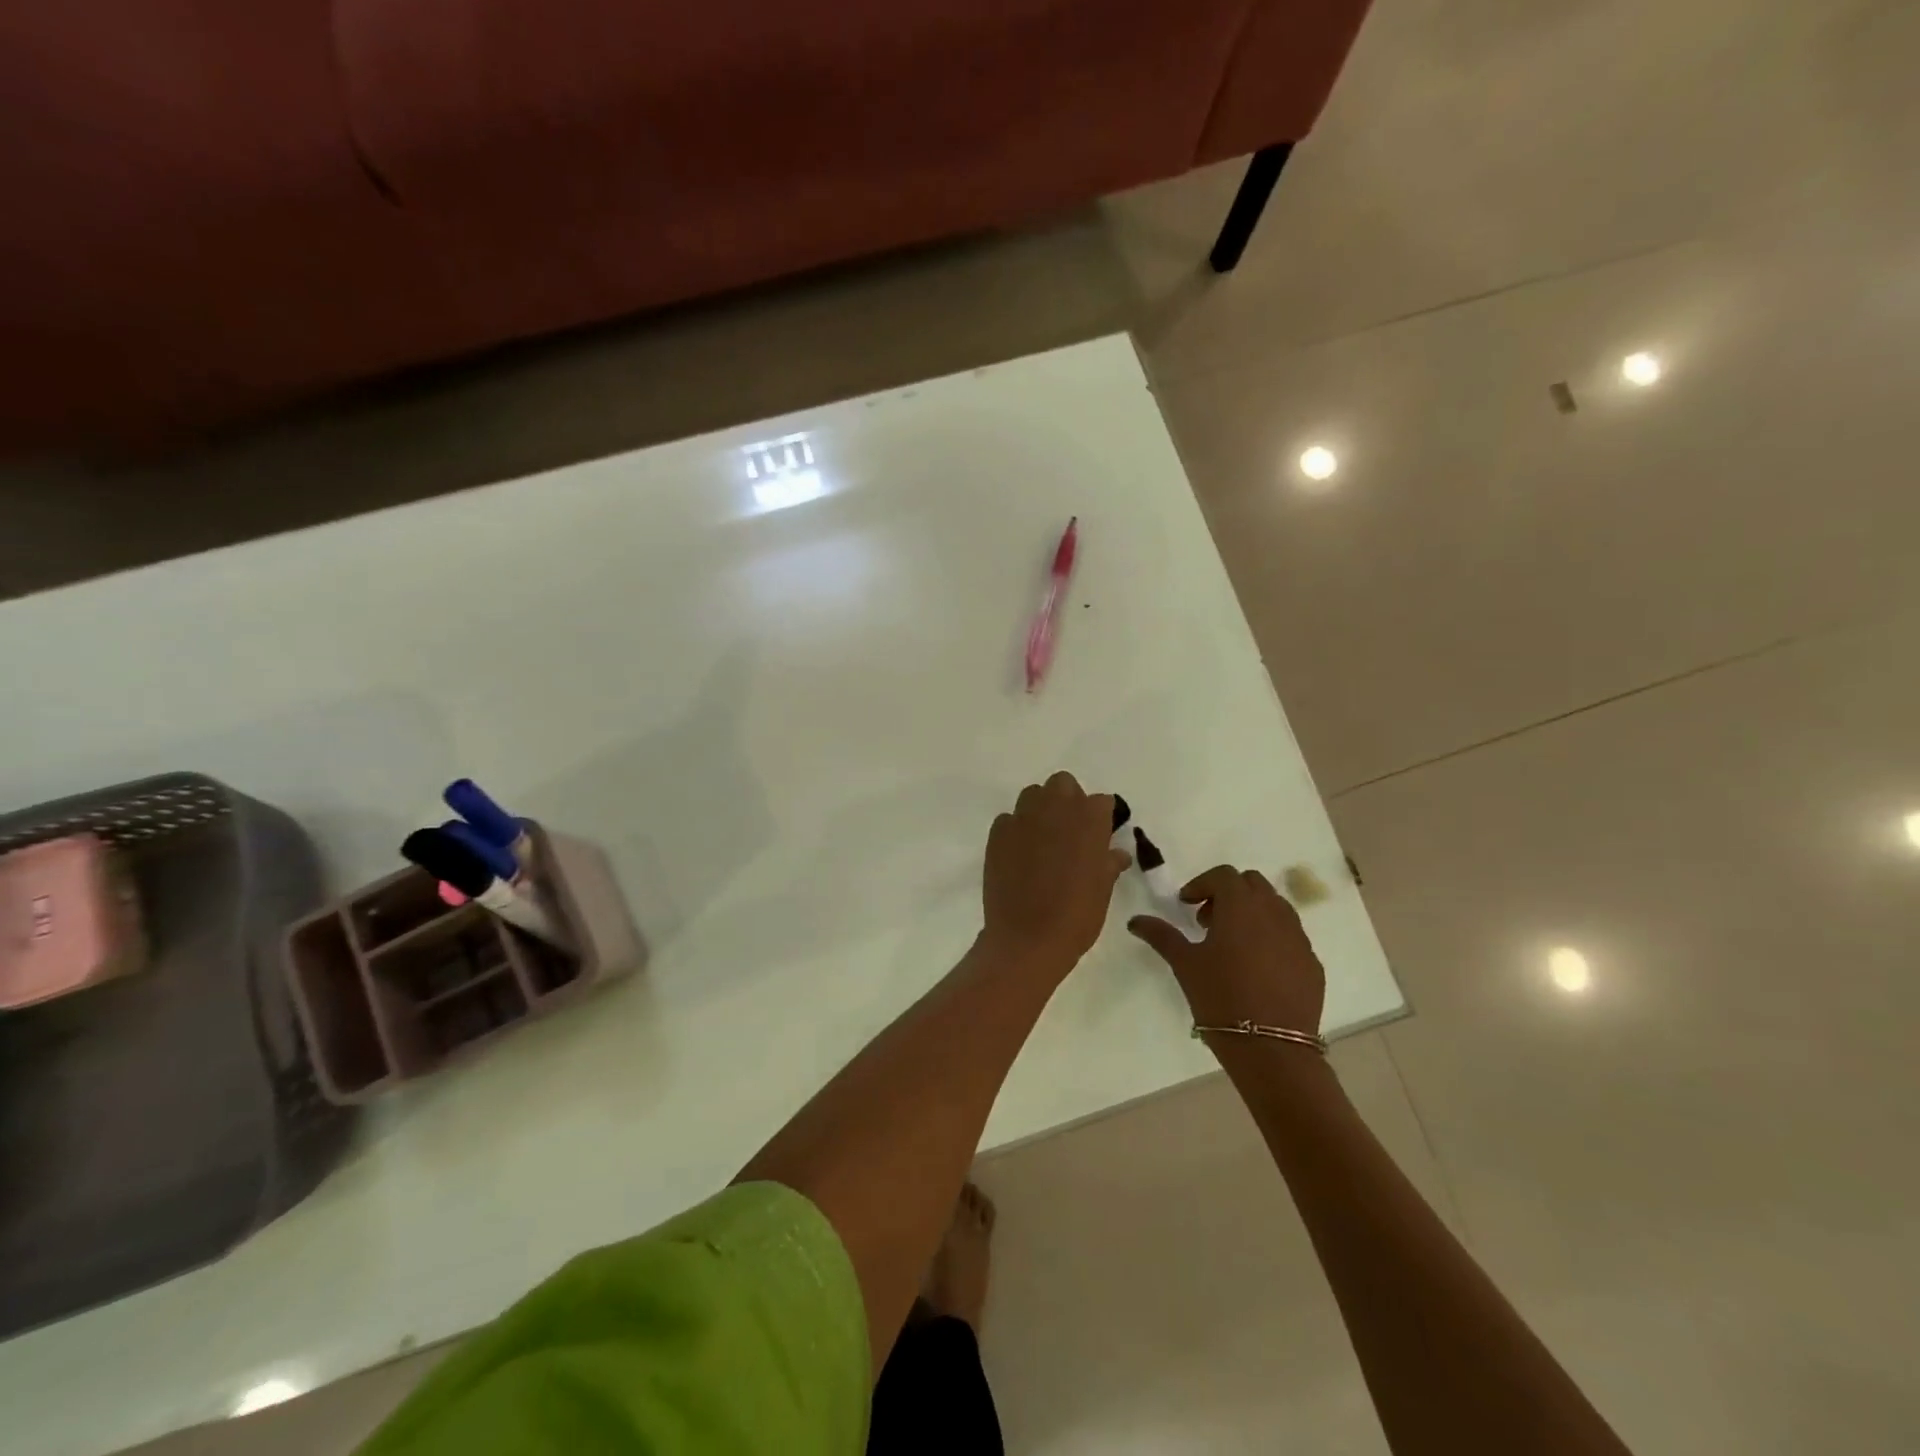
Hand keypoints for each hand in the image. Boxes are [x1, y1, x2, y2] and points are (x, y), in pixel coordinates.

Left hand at [981, 772, 1129, 980]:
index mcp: (1089, 820)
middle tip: (1069, 831)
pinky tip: (1019, 853)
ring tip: (1042, 838)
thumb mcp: (1102, 890)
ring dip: (1040, 808)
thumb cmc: (1076, 916)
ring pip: (1033, 795)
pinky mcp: (998, 832)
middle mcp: (1056, 808)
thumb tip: (1116, 854)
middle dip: (1068, 800)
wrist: (1028, 938)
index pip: (1100, 802)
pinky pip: (1009, 819)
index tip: (1099, 835)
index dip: (1100, 818)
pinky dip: (1016, 829)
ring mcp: (1023, 818)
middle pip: (1063, 784)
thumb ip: (1108, 863)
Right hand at [1128, 866, 1324, 1034]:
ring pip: (1275, 907)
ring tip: (1232, 944)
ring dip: (1252, 913)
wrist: (1271, 1048)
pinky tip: (1256, 967)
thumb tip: (1135, 920)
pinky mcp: (1312, 962)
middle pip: (1252, 884)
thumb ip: (1161, 935)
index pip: (1223, 875)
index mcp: (1240, 906)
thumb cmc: (1220, 997)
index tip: (1186, 905)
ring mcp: (1298, 937)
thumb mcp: (1184, 963)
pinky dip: (1271, 937)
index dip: (1202, 884)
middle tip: (1208, 921)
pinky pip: (1290, 935)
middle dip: (1228, 894)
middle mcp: (1273, 913)